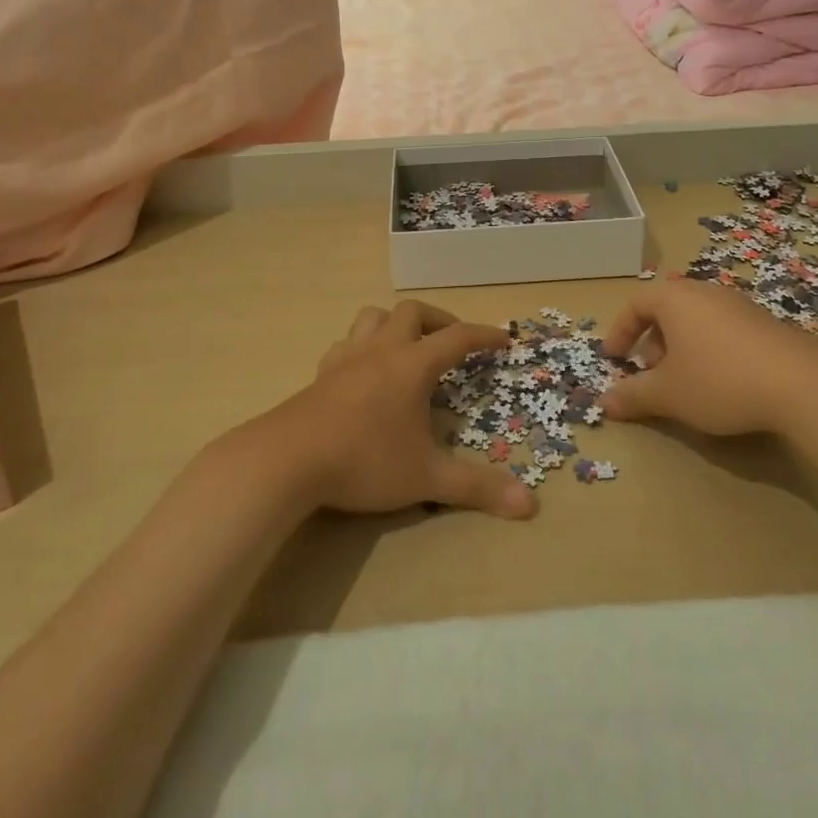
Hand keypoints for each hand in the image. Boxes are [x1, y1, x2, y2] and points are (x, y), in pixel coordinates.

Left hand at [246, 301, 537, 520]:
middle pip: (413, 312)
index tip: (503, 339)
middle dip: (439, 320)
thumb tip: (529, 504)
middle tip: (453, 342)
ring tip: (409, 347)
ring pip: (374, 316)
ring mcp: (347, 357)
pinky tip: (365, 370)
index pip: (457, 338)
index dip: (484, 336)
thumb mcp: (426, 478)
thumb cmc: (364, 461)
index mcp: (412, 365)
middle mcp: (381, 350)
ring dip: (397, 323)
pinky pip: (347, 342)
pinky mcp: (322, 373)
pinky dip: (364, 345)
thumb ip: (476, 488)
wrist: (288, 460)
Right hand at [602, 279, 817, 436]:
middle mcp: (705, 292)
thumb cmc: (719, 380)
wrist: (803, 384)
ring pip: (696, 319)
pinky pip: (723, 329)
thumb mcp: (668, 394)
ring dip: (681, 347)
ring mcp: (739, 305)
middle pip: (667, 309)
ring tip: (684, 382)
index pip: (636, 304)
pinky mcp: (766, 323)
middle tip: (649, 373)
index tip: (613, 358)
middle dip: (652, 341)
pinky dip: (709, 349)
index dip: (620, 331)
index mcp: (675, 298)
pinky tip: (721, 383)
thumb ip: (633, 395)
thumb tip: (604, 402)